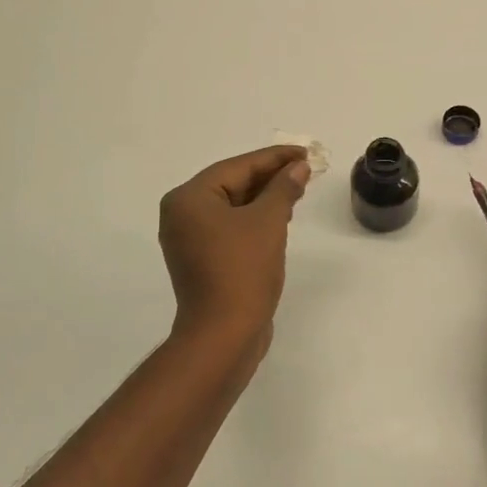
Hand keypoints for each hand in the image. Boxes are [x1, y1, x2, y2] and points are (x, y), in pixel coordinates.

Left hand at [158, 145, 310, 348]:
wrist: (224, 335)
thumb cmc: (243, 270)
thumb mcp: (268, 222)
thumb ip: (283, 188)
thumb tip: (298, 168)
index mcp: (188, 198)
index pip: (237, 166)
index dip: (274, 158)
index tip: (304, 152)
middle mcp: (182, 215)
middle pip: (232, 184)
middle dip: (270, 177)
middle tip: (305, 168)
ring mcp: (189, 240)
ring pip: (232, 207)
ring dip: (265, 198)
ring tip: (298, 189)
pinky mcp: (202, 261)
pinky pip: (230, 228)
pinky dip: (254, 220)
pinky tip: (280, 216)